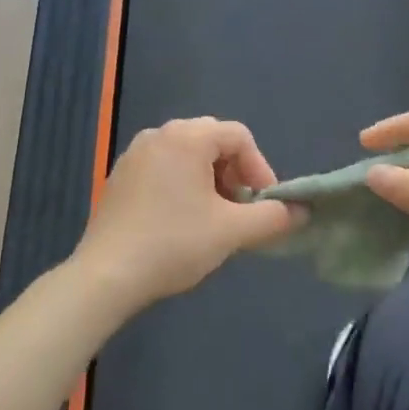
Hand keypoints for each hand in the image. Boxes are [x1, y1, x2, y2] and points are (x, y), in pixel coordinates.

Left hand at [78, 118, 300, 307]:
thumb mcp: (231, 231)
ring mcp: (135, 154)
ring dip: (209, 179)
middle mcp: (159, 134)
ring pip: (186, 154)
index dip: (260, 168)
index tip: (264, 203)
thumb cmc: (174, 244)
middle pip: (212, 140)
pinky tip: (180, 221)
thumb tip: (302, 211)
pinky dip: (181, 184)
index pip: (239, 136)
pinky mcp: (119, 176)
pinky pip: (162, 167)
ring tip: (213, 217)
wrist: (106, 275)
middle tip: (240, 208)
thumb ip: (273, 217)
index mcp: (187, 137)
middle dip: (234, 172)